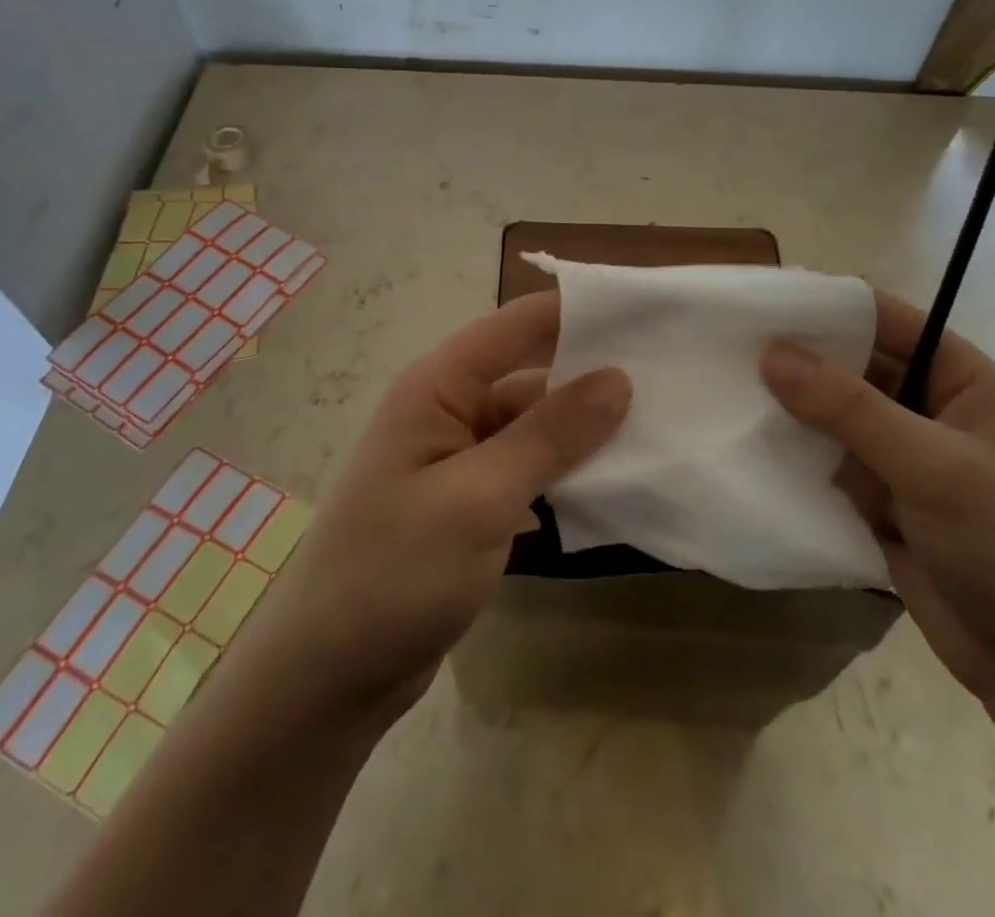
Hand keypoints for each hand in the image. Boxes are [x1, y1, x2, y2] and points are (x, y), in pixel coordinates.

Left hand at [237, 292, 629, 723]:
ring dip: (583, 429)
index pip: (518, 324)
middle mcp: (447, 409)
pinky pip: (526, 468)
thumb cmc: (394, 574)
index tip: (648, 315)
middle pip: (531, 372)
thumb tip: (618, 377)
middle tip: (668, 376)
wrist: (326, 681)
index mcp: (438, 386)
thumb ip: (550, 435)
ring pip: (533, 425)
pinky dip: (564, 471)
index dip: (580, 312)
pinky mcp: (468, 502)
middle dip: (591, 373)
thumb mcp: (480, 498)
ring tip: (657, 426)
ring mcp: (458, 458)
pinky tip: (612, 482)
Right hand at [762, 290, 994, 705]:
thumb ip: (851, 408)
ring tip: (721, 390)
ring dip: (786, 406)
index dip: (822, 307)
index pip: (879, 317)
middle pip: (846, 362)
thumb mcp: (933, 467)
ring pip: (826, 411)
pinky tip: (743, 442)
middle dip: (794, 358)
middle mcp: (921, 402)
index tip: (756, 304)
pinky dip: (790, 452)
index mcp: (954, 374)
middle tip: (723, 348)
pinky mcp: (873, 494)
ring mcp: (895, 451)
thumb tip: (772, 353)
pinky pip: (821, 457)